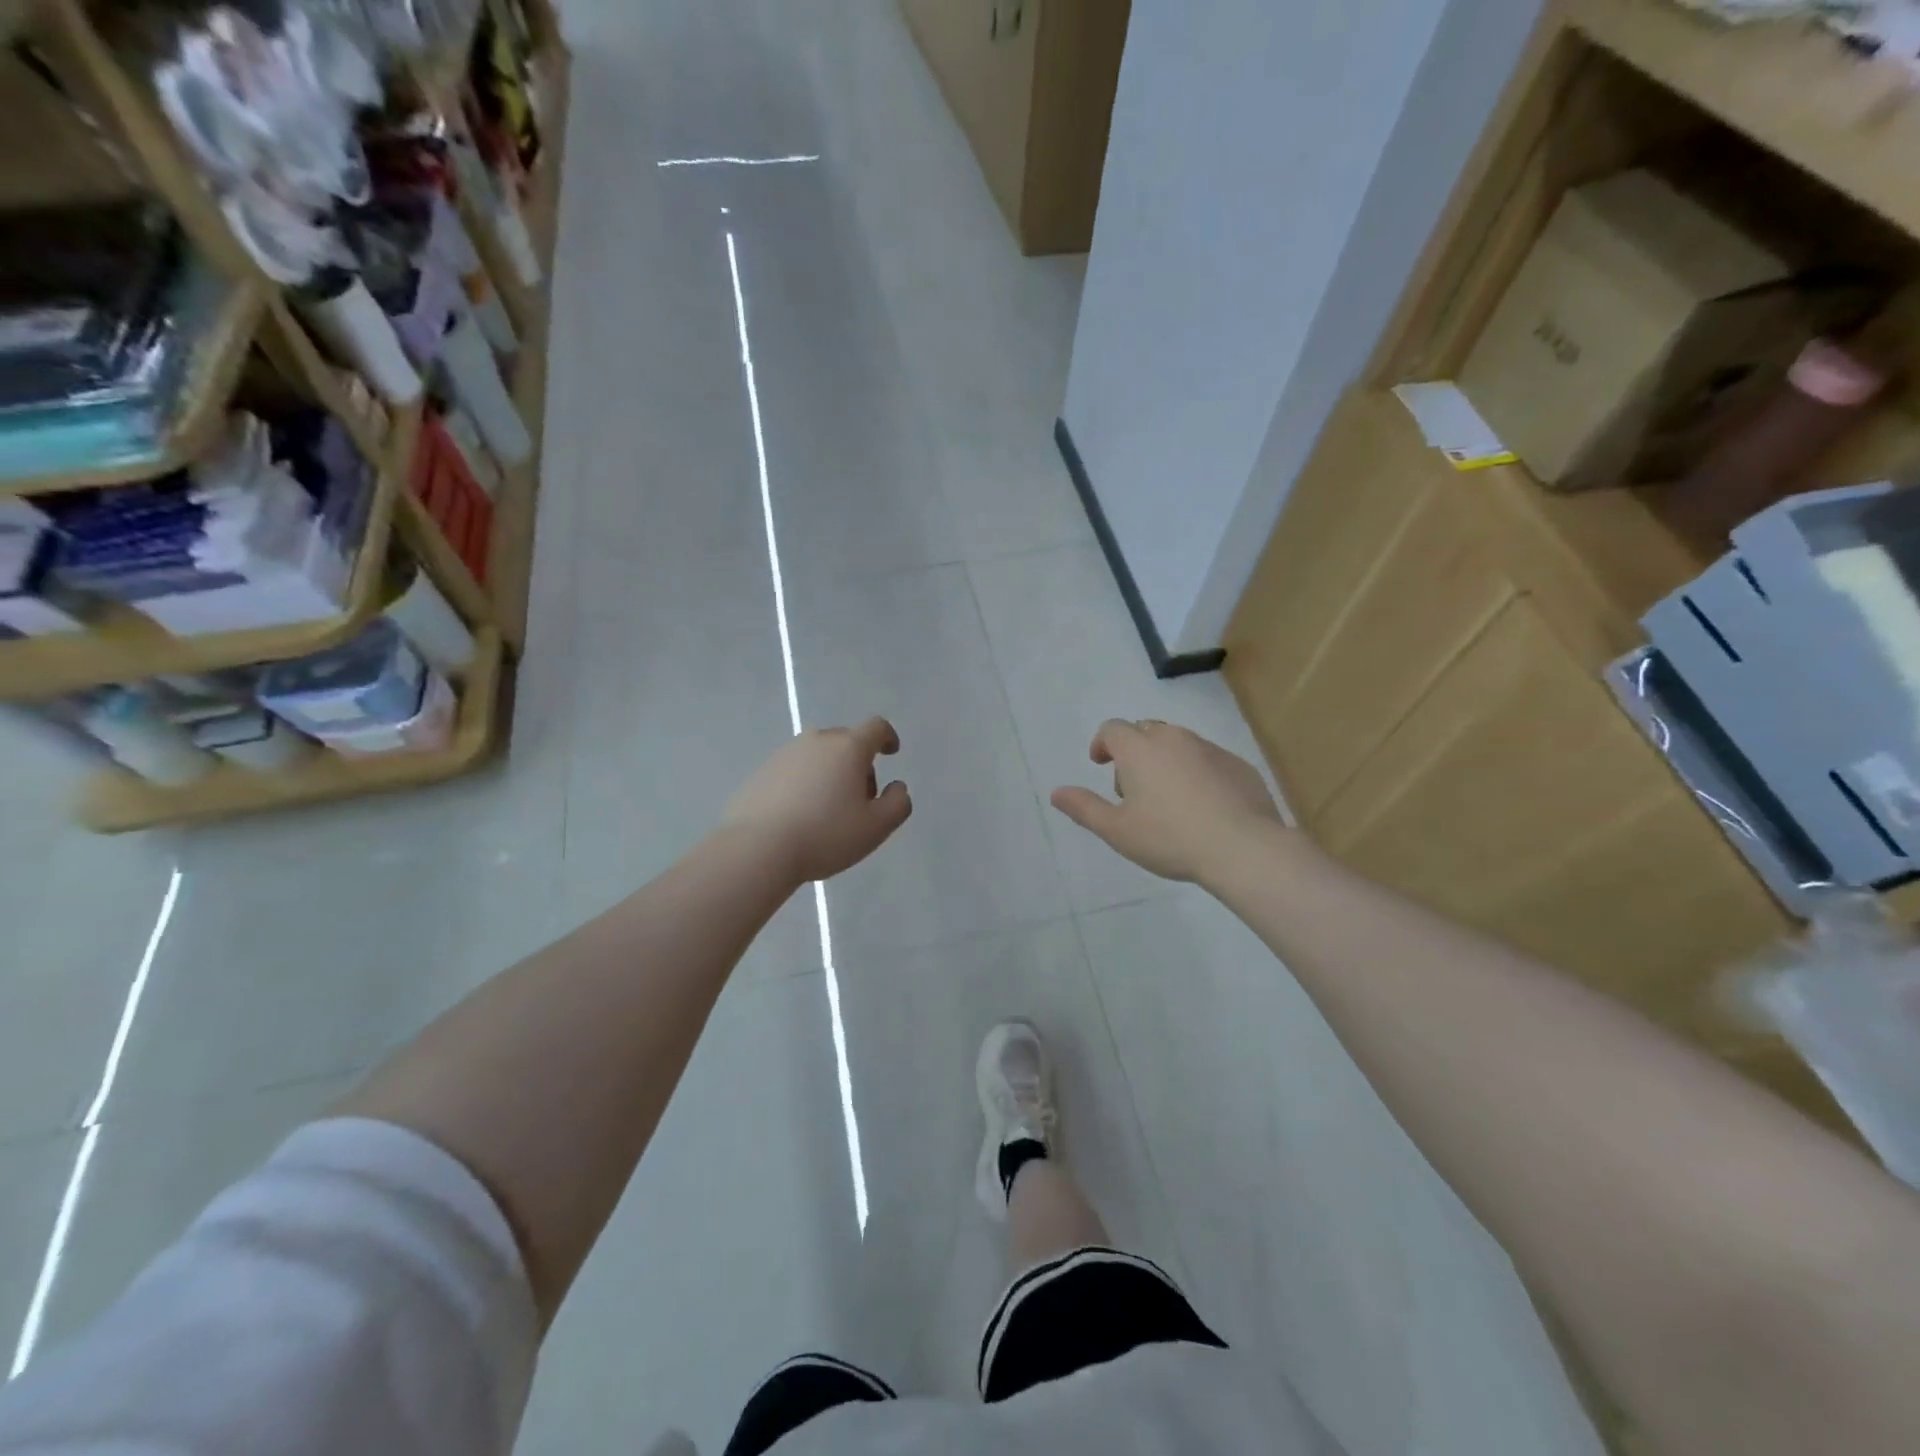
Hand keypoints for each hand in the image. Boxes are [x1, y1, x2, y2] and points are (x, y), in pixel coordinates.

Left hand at [723, 717, 912, 883]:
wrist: (758, 848)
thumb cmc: (826, 834)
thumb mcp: (876, 827)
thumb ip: (897, 803)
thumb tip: (897, 787)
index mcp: (848, 748)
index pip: (876, 728)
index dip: (888, 737)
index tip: (891, 753)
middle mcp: (816, 741)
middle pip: (846, 742)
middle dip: (859, 764)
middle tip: (860, 800)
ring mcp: (785, 753)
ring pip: (818, 756)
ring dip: (830, 773)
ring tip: (828, 811)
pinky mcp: (762, 771)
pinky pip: (794, 770)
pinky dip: (804, 784)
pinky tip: (800, 815)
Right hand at [1050, 719, 1282, 883]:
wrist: (1242, 847)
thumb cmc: (1170, 838)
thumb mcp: (1117, 830)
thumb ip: (1084, 808)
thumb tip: (1056, 792)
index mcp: (1139, 750)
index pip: (1112, 729)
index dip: (1102, 743)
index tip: (1100, 763)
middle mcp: (1174, 739)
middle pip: (1146, 731)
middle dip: (1133, 751)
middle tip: (1133, 788)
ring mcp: (1210, 749)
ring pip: (1179, 743)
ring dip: (1165, 760)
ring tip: (1168, 798)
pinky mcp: (1238, 765)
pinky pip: (1208, 759)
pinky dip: (1197, 772)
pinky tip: (1202, 805)